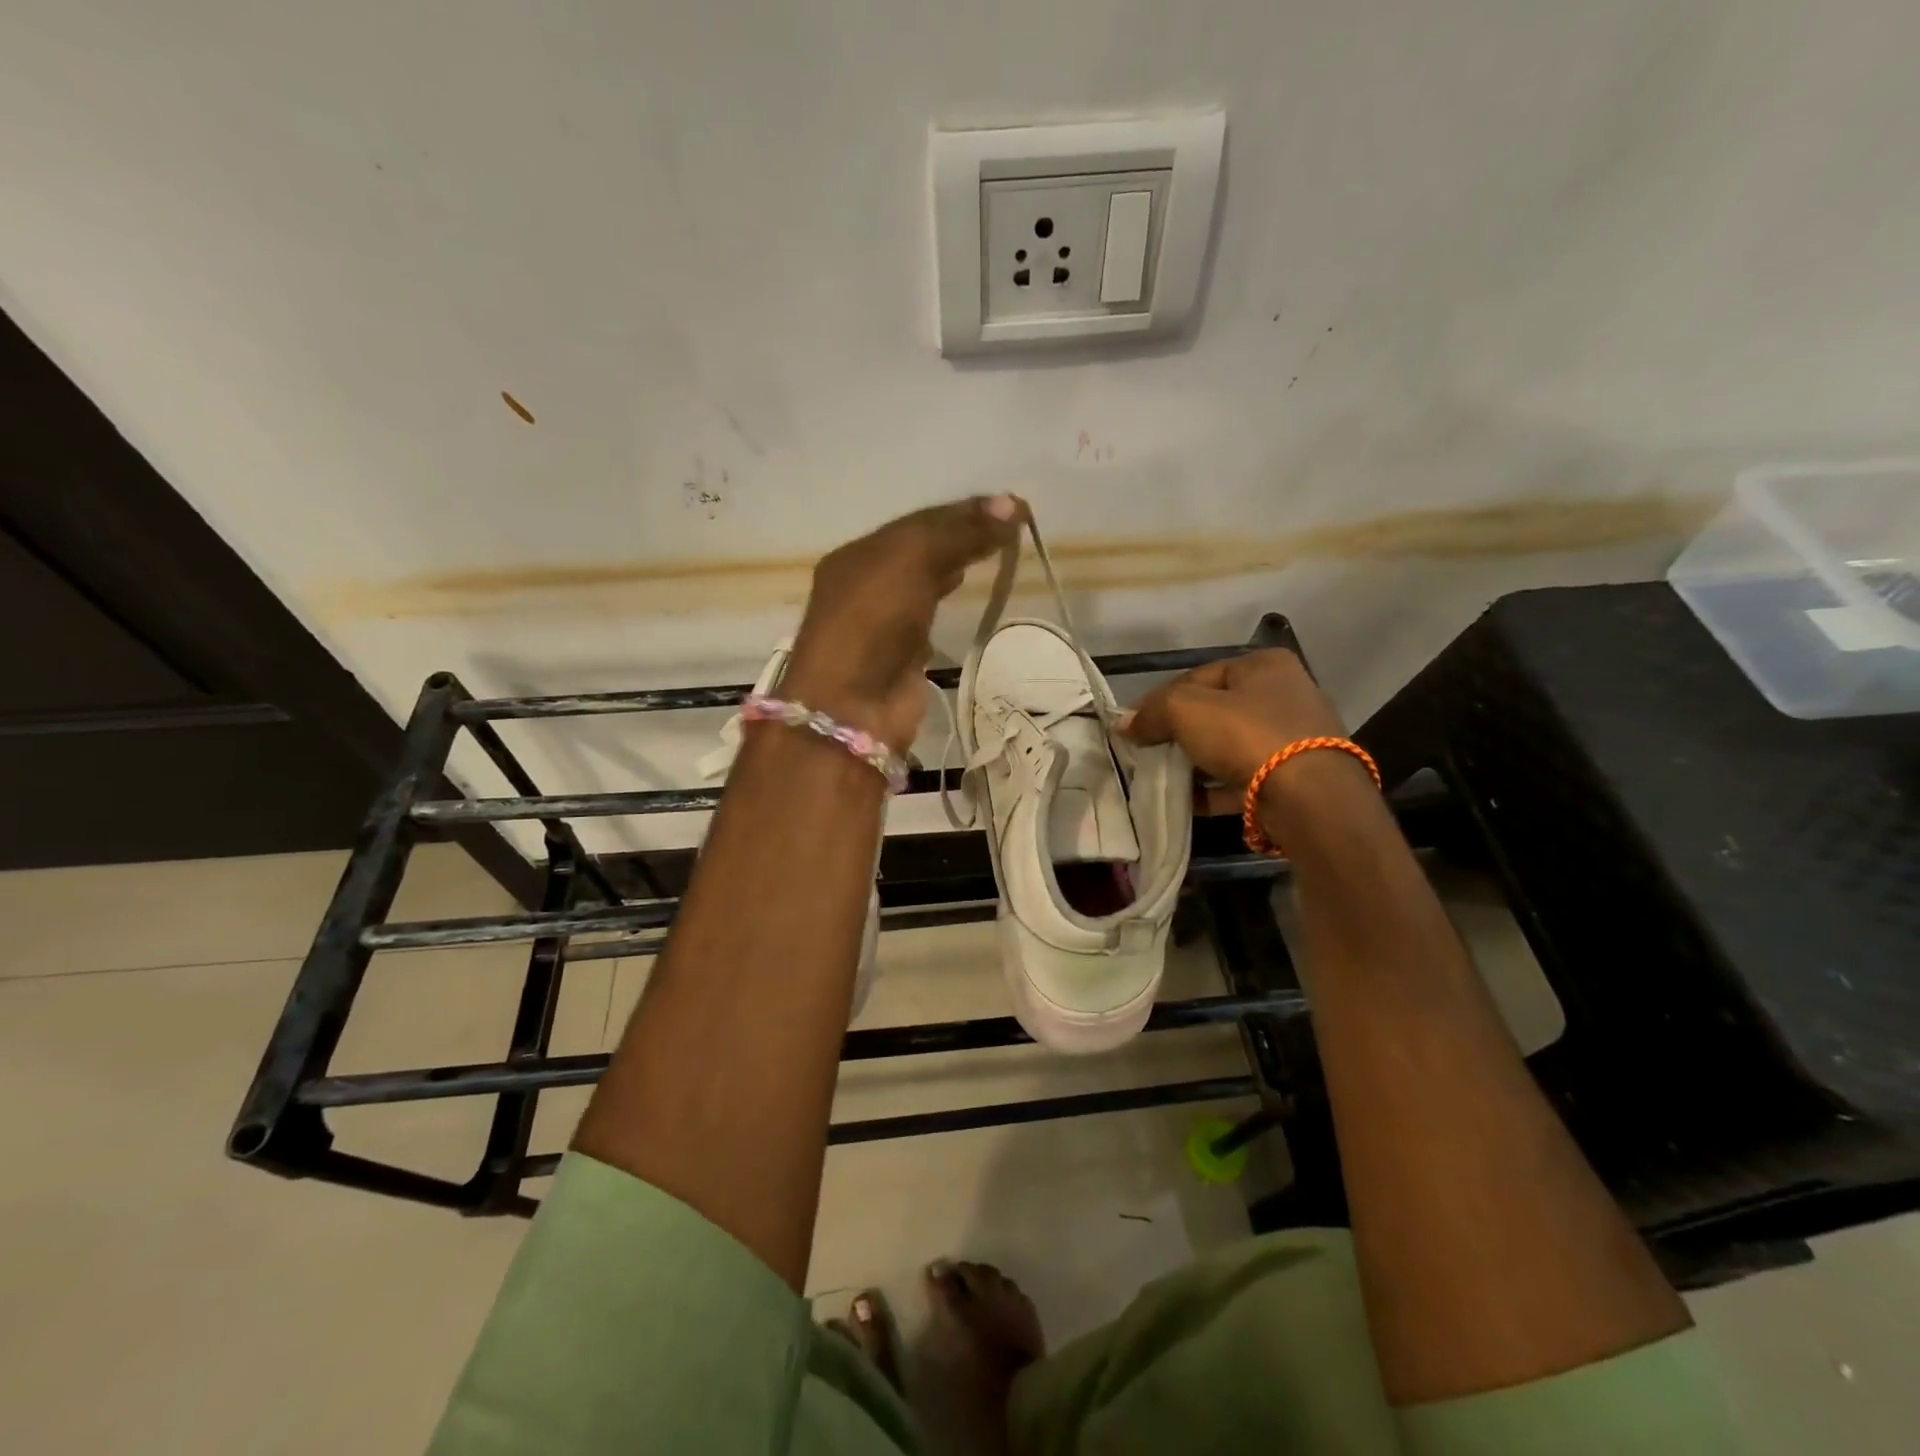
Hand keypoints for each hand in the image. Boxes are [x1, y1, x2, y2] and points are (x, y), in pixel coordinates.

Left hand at [783, 495, 1026, 749]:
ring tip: (996, 549)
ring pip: (926, 581)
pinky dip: (949, 599)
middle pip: (921, 549)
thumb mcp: (911, 562)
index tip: (1013, 506)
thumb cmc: (873, 624)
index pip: (919, 521)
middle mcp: (866, 584)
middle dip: (962, 533)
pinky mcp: (902, 655)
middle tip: (1010, 526)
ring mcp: (883, 622)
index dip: (964, 511)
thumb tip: (1011, 504)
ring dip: (956, 563)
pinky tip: (967, 589)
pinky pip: (930, 616)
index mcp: (858, 554)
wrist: (853, 707)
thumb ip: (959, 533)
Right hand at [1122, 649, 1344, 812]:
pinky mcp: (1297, 777)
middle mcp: (1286, 694)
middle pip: (1215, 712)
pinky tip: (1190, 801)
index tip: (1134, 726)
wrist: (1310, 799)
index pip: (1197, 676)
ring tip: (1166, 778)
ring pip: (1230, 746)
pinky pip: (1245, 778)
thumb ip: (1152, 712)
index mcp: (1264, 665)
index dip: (1159, 700)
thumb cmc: (1246, 736)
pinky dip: (1216, 788)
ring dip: (1197, 762)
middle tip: (1149, 752)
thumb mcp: (1186, 710)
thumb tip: (1125, 725)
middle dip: (1179, 733)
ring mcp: (1295, 738)